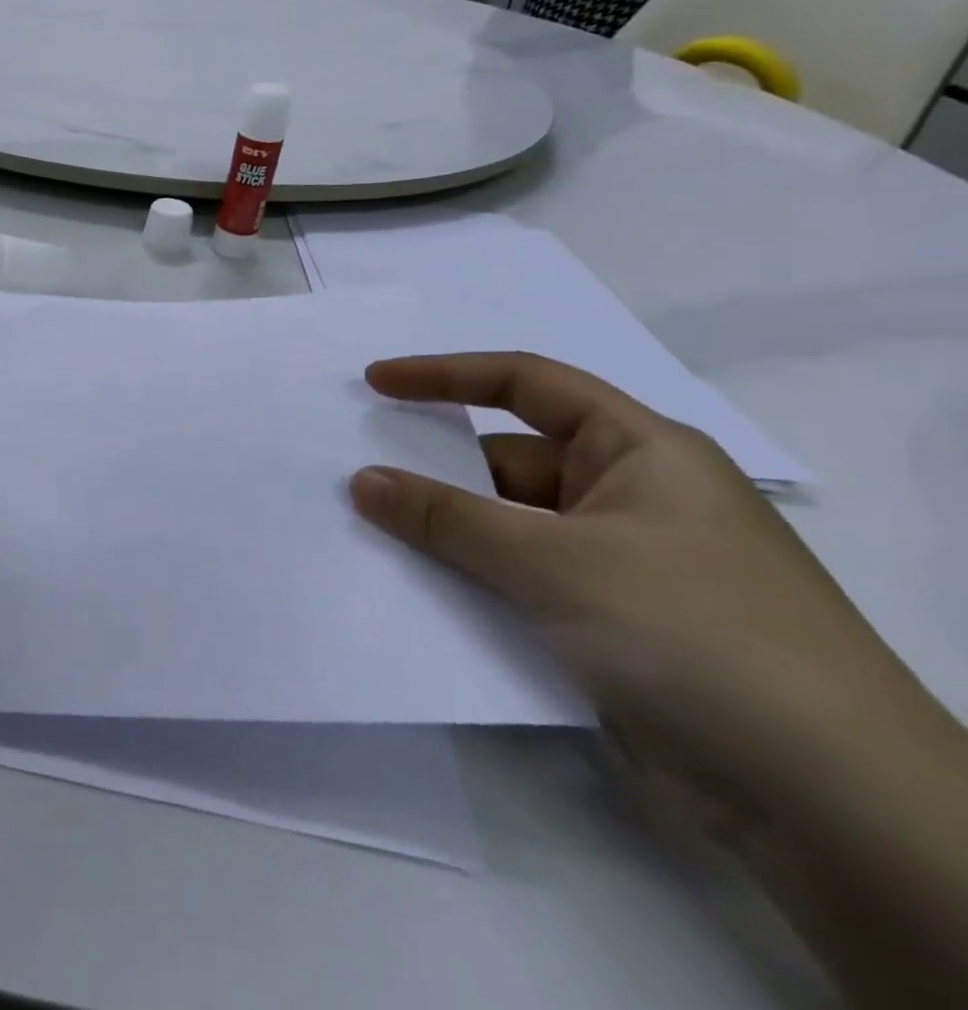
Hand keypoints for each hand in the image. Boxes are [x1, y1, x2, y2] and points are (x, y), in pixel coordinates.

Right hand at [348, 352, 921, 795]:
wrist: (831, 809)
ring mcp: (619, 564)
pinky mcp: (608, 624)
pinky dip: (469, 577)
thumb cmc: (696, 636)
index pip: (527, 385)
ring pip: (507, 526)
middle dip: (433, 467)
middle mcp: (629, 497)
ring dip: (445, 530)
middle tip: (353, 472)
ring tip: (364, 529)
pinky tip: (415, 588)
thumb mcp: (558, 562)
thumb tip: (362, 481)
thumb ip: (449, 518)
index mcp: (641, 452)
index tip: (375, 383)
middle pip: (507, 461)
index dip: (445, 375)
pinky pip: (517, 579)